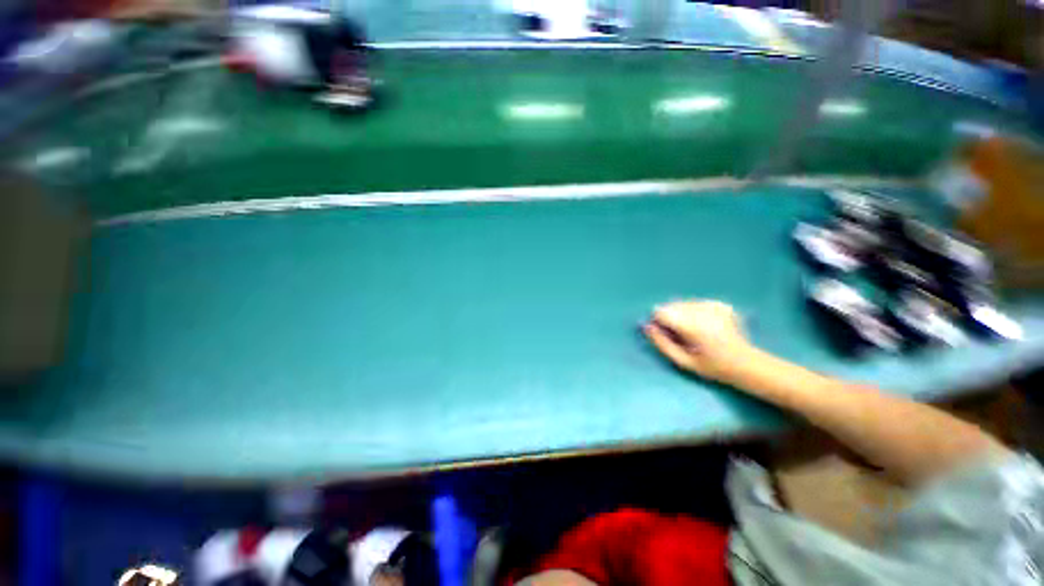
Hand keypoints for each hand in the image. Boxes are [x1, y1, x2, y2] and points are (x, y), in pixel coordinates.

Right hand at [643, 300, 753, 384]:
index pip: (661, 311)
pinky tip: (706, 326)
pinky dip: (695, 312)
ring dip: (682, 314)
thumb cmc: (712, 367)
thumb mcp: (682, 361)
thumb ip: (661, 343)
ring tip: (695, 331)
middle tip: (682, 335)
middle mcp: (702, 311)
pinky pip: (696, 303)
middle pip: (671, 305)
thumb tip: (646, 326)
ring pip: (683, 303)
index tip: (666, 334)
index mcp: (692, 325)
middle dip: (670, 317)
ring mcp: (713, 305)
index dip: (659, 322)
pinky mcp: (721, 304)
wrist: (746, 364)